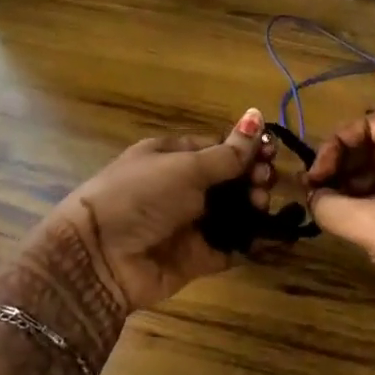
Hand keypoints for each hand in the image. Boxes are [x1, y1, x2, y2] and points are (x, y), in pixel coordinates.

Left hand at [35, 108, 276, 316]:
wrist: (99, 257)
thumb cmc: (140, 196)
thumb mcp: (185, 168)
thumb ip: (227, 153)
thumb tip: (257, 116)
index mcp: (173, 156)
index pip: (219, 147)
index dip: (247, 149)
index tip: (272, 153)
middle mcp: (182, 188)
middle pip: (230, 180)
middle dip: (253, 178)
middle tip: (267, 182)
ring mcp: (189, 224)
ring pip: (234, 212)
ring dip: (254, 207)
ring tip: (262, 205)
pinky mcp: (197, 257)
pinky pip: (231, 247)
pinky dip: (252, 243)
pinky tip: (275, 236)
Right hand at [306, 112, 374, 361]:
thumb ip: (333, 207)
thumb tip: (311, 198)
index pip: (371, 124)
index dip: (338, 143)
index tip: (316, 175)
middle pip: (374, 147)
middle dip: (341, 166)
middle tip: (315, 193)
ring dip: (350, 188)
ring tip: (326, 210)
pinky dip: (366, 206)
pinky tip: (346, 225)